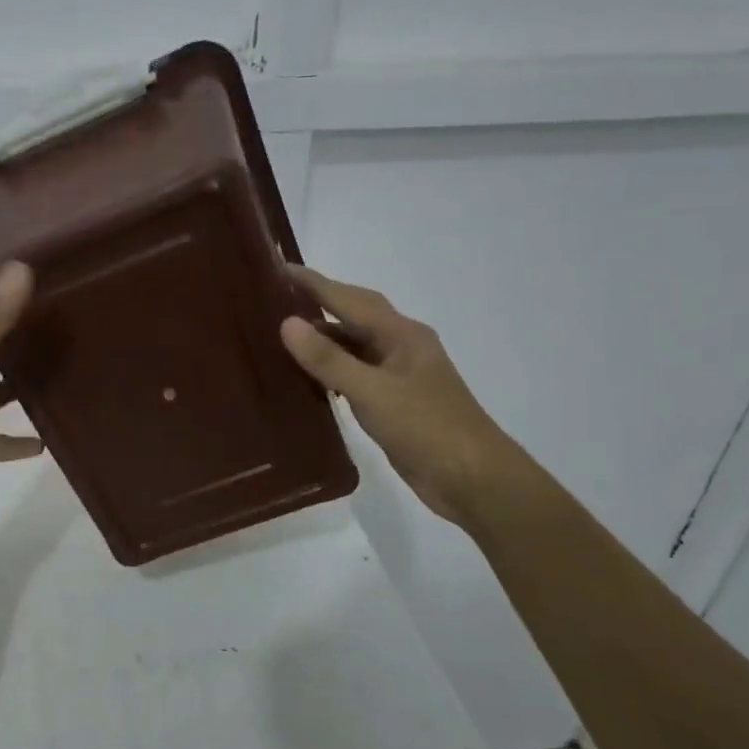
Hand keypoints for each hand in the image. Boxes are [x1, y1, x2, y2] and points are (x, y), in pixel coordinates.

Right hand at [279, 265, 523, 527]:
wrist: (474, 481)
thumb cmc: (427, 429)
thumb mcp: (373, 392)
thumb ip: (329, 360)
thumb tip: (287, 323)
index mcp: (402, 334)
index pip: (349, 298)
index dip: (314, 283)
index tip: (278, 268)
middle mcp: (400, 347)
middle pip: (353, 316)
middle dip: (317, 304)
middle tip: (274, 299)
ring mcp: (398, 375)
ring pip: (353, 346)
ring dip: (321, 340)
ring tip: (279, 336)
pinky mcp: (394, 402)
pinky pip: (354, 374)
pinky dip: (330, 370)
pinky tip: (307, 378)